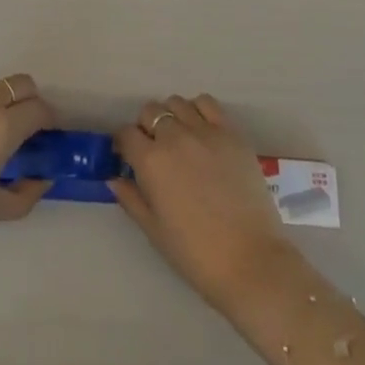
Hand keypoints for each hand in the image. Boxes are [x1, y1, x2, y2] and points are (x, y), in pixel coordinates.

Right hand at [110, 95, 295, 309]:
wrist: (250, 261)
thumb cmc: (196, 254)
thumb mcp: (154, 231)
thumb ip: (131, 199)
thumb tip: (114, 178)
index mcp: (151, 161)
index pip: (126, 134)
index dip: (124, 144)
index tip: (127, 157)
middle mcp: (175, 137)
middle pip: (150, 112)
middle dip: (146, 127)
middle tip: (154, 150)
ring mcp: (205, 131)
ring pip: (177, 103)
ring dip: (171, 117)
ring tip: (179, 138)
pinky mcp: (230, 132)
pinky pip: (208, 104)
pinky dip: (198, 110)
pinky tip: (201, 130)